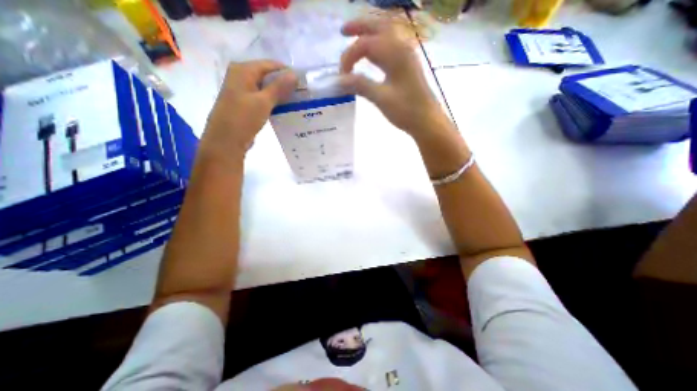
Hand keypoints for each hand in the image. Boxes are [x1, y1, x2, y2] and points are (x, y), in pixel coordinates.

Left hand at [197, 60, 295, 162]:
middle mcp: (240, 75)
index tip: (303, 83)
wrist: (226, 141)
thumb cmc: (243, 118)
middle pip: (267, 75)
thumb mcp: (263, 101)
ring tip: (296, 100)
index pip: (270, 64)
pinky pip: (261, 97)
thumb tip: (294, 74)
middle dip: (284, 83)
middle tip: (301, 93)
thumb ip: (279, 87)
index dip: (287, 72)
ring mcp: (241, 90)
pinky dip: (272, 101)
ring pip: (265, 87)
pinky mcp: (244, 103)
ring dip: (279, 93)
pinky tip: (284, 108)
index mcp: (243, 70)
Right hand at [341, 18, 442, 140]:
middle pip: (379, 27)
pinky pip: (390, 46)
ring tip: (354, 38)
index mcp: (395, 54)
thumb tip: (339, 80)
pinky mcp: (408, 66)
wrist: (427, 121)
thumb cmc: (406, 110)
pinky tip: (371, 55)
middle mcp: (402, 48)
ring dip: (369, 33)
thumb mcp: (381, 98)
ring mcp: (407, 56)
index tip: (341, 76)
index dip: (349, 56)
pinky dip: (377, 45)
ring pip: (386, 35)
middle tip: (343, 32)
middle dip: (359, 27)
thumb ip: (360, 85)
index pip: (366, 44)